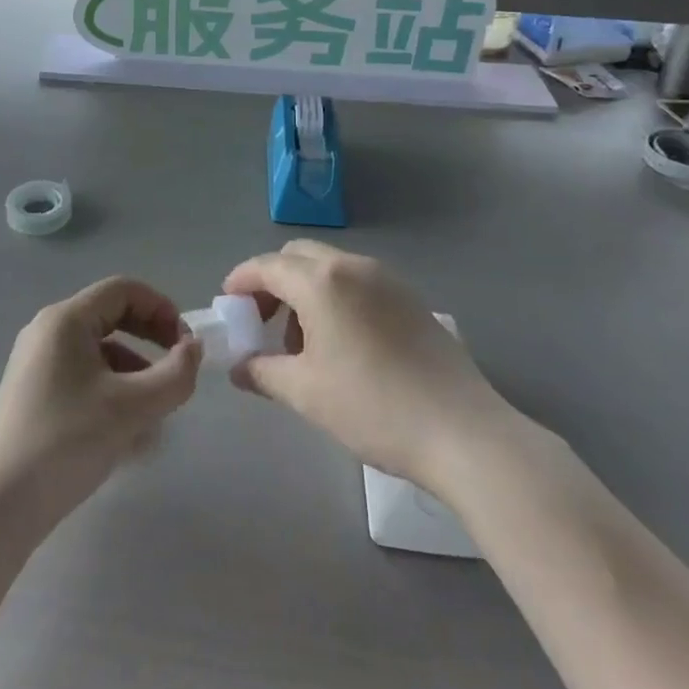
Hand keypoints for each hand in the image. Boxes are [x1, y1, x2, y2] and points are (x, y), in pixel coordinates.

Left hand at [0, 277, 202, 525]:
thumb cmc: (66, 442)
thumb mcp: (131, 408)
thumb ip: (174, 375)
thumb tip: (193, 350)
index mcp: (66, 319)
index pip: (124, 290)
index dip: (161, 309)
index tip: (186, 345)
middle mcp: (48, 331)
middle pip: (112, 317)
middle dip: (151, 341)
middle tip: (178, 370)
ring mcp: (38, 363)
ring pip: (101, 353)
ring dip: (136, 374)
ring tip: (157, 416)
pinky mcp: (35, 394)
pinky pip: (84, 378)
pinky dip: (112, 394)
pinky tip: (129, 437)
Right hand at [223, 239, 505, 488]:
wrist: (462, 431)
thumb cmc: (373, 407)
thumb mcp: (306, 393)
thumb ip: (262, 372)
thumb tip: (239, 367)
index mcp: (322, 282)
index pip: (267, 266)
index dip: (241, 281)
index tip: (227, 303)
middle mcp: (353, 266)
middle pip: (298, 257)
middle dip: (273, 282)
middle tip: (262, 323)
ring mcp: (387, 278)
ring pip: (330, 268)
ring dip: (305, 291)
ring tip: (303, 344)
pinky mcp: (410, 297)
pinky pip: (358, 282)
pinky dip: (336, 298)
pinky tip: (341, 344)